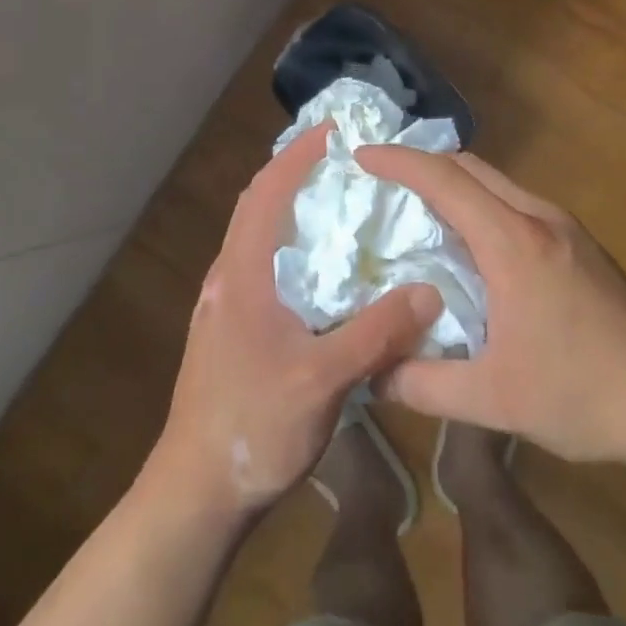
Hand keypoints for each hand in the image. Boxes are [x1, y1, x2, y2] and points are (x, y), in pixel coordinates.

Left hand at [150, 124, 442, 517]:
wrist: (195, 494)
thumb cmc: (253, 426)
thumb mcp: (323, 381)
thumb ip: (376, 333)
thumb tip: (429, 291)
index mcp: (242, 273)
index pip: (266, 191)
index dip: (298, 155)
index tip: (335, 130)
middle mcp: (228, 276)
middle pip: (259, 204)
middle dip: (296, 172)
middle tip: (345, 159)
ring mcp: (225, 303)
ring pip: (260, 234)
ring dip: (293, 207)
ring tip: (342, 202)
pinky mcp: (231, 326)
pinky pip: (265, 264)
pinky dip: (292, 243)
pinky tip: (326, 267)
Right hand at [356, 146, 625, 464]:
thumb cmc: (583, 394)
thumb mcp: (495, 400)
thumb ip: (426, 385)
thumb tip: (374, 373)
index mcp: (513, 242)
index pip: (446, 180)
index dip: (399, 162)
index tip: (362, 156)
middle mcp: (538, 217)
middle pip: (470, 167)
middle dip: (422, 165)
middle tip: (382, 183)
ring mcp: (563, 226)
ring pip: (496, 182)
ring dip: (454, 184)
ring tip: (417, 211)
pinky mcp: (578, 241)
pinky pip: (515, 202)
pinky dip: (480, 204)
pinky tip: (470, 244)